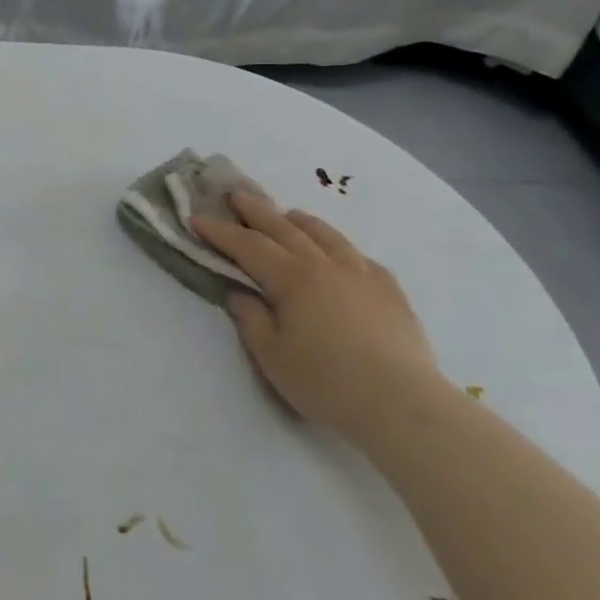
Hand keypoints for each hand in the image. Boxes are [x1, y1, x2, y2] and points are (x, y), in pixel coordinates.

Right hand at [193, 192, 443, 440]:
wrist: (403, 403)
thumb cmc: (326, 383)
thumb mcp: (272, 356)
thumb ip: (251, 319)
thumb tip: (240, 293)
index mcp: (292, 279)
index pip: (248, 246)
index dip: (220, 231)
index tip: (197, 218)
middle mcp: (326, 264)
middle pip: (284, 228)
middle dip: (255, 210)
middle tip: (235, 195)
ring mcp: (362, 272)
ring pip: (325, 233)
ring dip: (298, 220)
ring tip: (287, 214)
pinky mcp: (389, 288)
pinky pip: (357, 254)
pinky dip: (337, 245)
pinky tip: (337, 252)